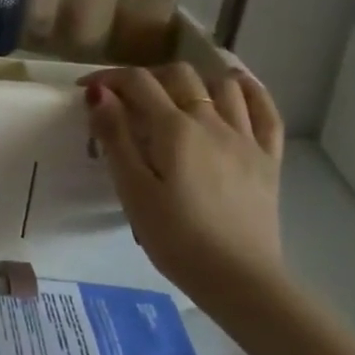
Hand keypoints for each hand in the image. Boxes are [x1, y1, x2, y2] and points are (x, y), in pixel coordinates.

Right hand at [81, 61, 286, 316]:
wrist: (239, 279)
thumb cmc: (175, 238)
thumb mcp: (132, 190)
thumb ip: (115, 137)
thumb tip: (98, 92)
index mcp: (174, 128)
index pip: (137, 82)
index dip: (108, 78)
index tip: (86, 89)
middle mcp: (212, 121)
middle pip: (179, 75)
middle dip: (147, 77)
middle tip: (126, 99)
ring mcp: (245, 138)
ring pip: (222, 85)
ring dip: (194, 80)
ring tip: (175, 94)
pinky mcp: (268, 159)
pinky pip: (266, 112)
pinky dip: (251, 91)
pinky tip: (236, 86)